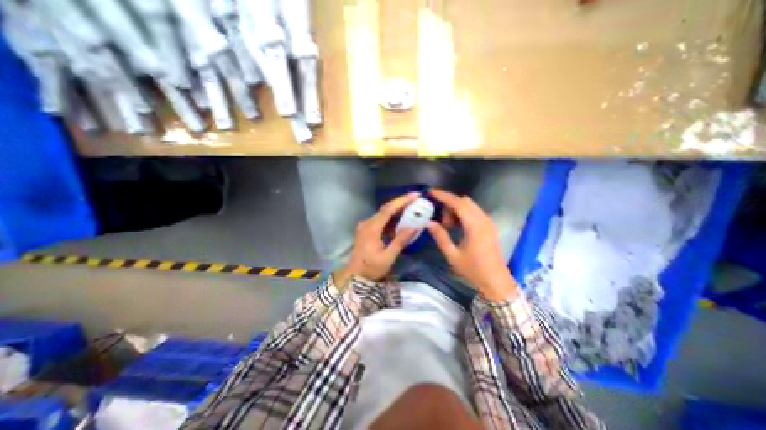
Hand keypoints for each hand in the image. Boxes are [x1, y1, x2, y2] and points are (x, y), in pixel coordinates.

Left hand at [335, 193, 417, 282]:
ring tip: (412, 208)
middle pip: (386, 209)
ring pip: (384, 213)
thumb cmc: (371, 268)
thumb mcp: (388, 257)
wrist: (355, 275)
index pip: (388, 210)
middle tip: (416, 199)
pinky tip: (401, 220)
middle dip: (401, 203)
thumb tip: (414, 227)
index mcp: (371, 229)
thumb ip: (400, 241)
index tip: (415, 195)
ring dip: (397, 210)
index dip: (402, 201)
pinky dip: (392, 218)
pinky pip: (381, 220)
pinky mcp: (367, 229)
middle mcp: (367, 223)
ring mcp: (366, 225)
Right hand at [424, 188, 519, 301]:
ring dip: (456, 209)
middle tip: (440, 219)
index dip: (444, 196)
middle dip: (449, 204)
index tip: (431, 192)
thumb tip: (429, 222)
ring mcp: (488, 222)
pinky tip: (457, 226)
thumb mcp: (452, 255)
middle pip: (464, 201)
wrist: (496, 281)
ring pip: (469, 205)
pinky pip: (474, 212)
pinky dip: (463, 213)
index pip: (457, 203)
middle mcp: (483, 219)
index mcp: (474, 225)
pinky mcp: (489, 226)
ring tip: (448, 224)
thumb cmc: (473, 270)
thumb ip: (440, 236)